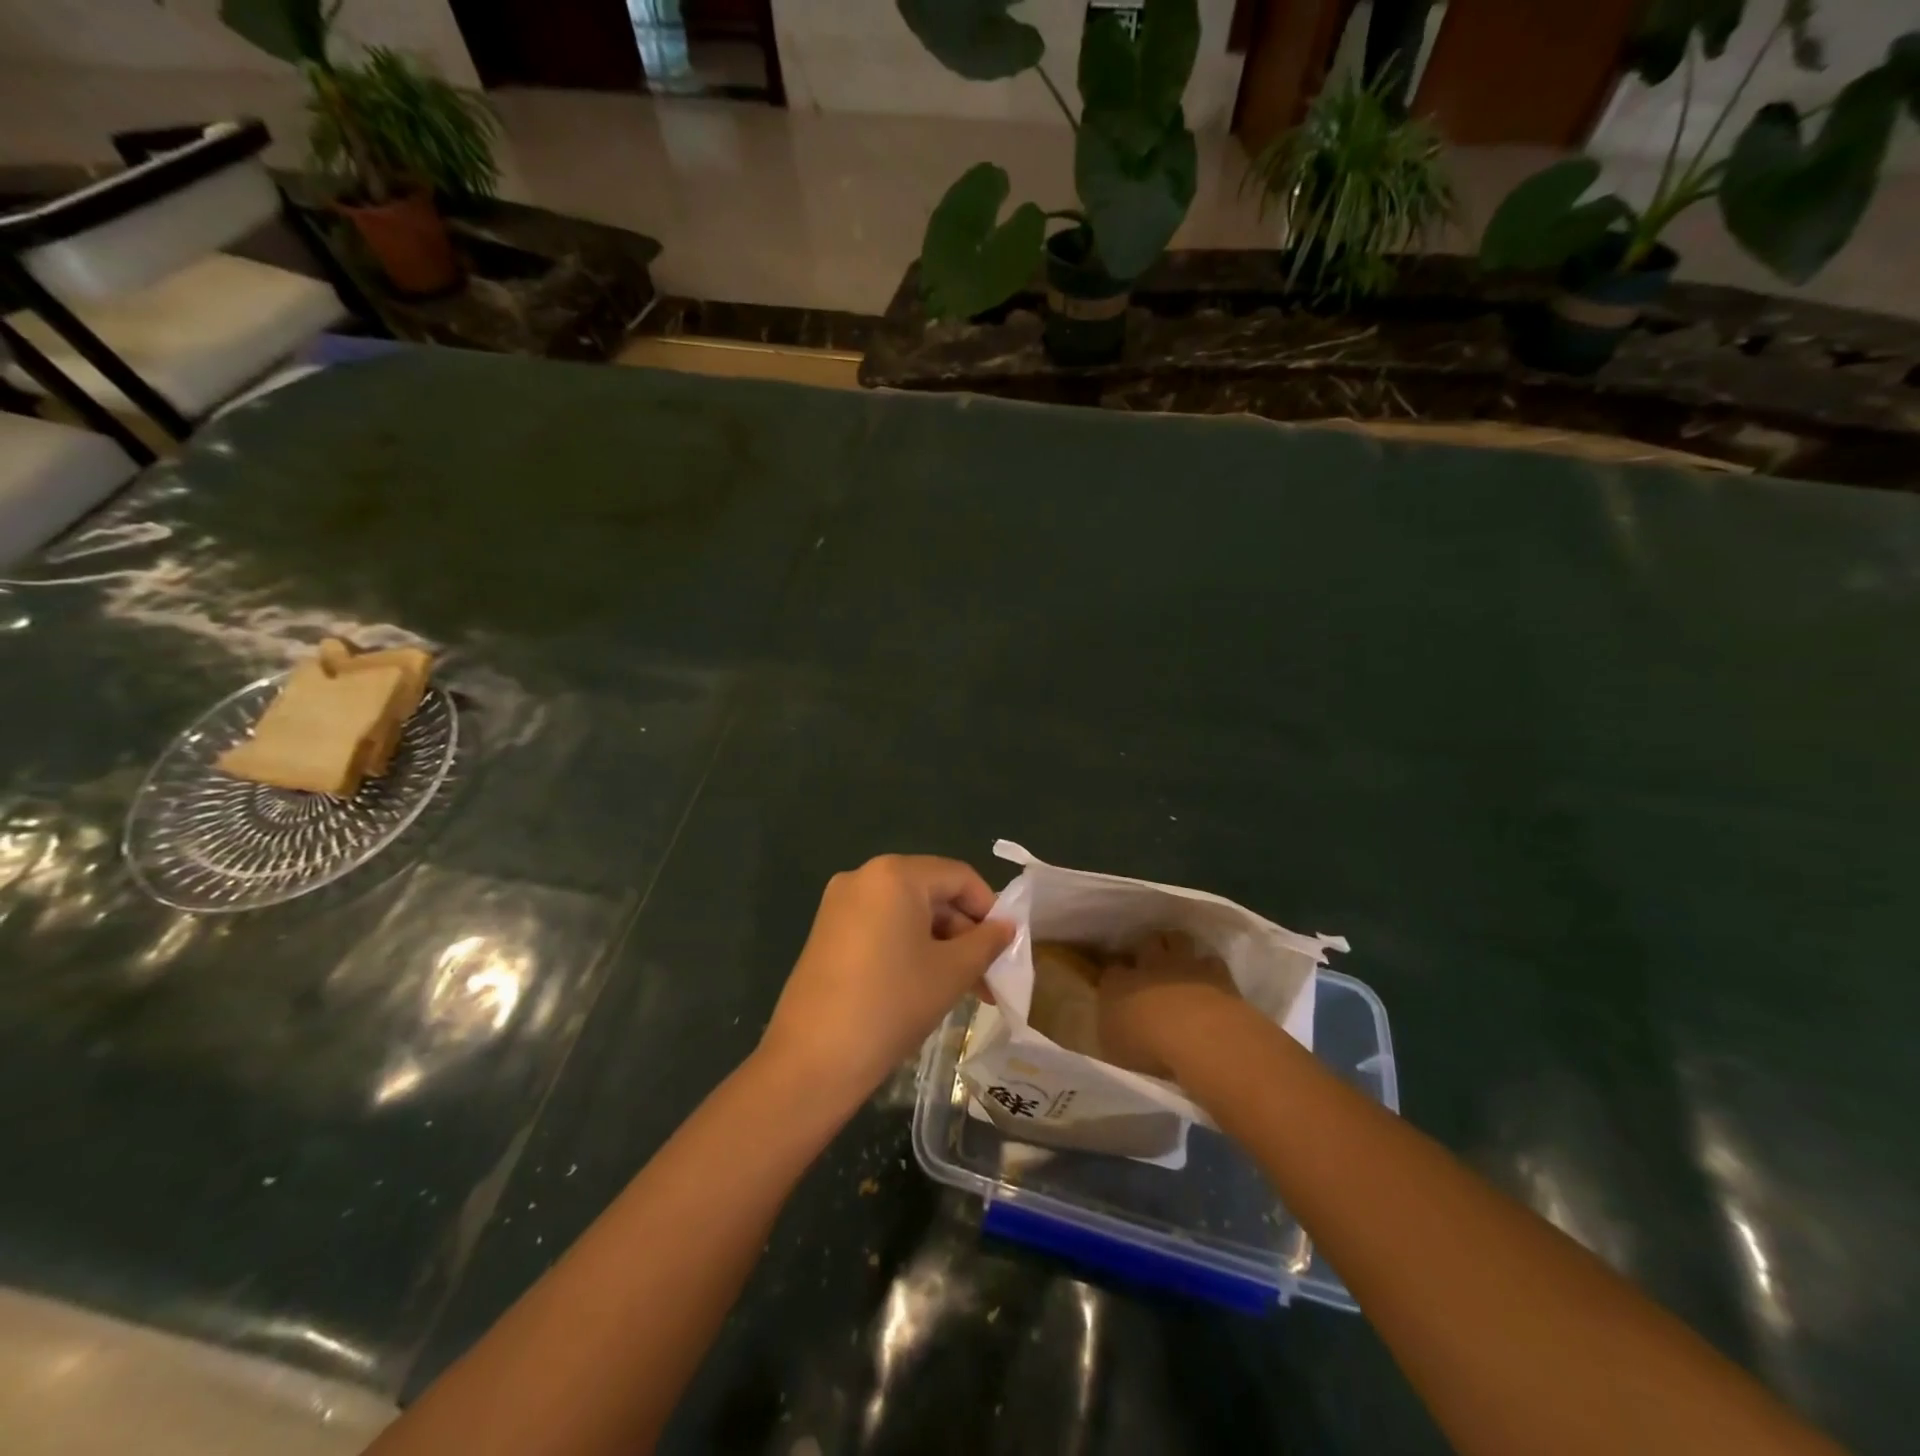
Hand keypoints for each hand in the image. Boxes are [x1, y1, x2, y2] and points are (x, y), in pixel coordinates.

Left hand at [759, 855, 1013, 1107]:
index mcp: (895, 874)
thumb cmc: (892, 1004)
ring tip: (963, 988)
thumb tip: (1007, 927)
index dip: (989, 908)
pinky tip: (925, 985)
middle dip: (964, 932)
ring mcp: (840, 904)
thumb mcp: (952, 972)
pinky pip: (881, 927)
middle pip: (932, 892)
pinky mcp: (827, 931)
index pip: (959, 877)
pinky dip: (909, 948)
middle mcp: (863, 876)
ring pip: (907, 913)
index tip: (1005, 947)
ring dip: (940, 944)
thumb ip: (986, 942)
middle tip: (987, 976)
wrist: (813, 1060)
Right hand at [1097, 931, 1244, 1079]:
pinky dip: (1209, 967)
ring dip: (1177, 947)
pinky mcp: (1217, 974)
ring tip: (1180, 962)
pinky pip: (1211, 961)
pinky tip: (1210, 980)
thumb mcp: (1113, 1046)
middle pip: (1146, 942)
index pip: (1111, 970)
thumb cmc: (1147, 1046)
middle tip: (1150, 961)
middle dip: (1148, 947)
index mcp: (1117, 983)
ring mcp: (1185, 965)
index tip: (1117, 984)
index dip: (1114, 976)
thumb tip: (1110, 1022)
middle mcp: (1149, 965)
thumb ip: (1112, 1029)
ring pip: (1178, 940)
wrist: (1199, 1037)